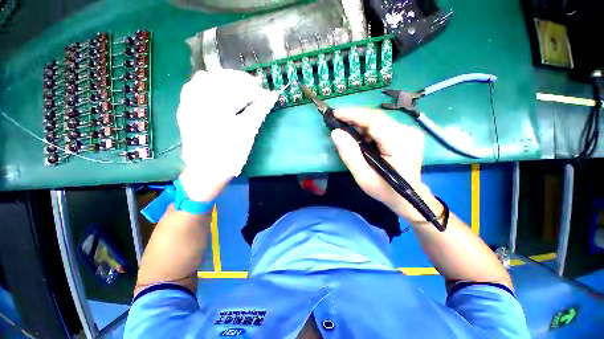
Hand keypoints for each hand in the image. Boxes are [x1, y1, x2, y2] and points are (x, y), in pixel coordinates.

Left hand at [177, 69, 278, 201]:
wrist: (206, 171)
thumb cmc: (231, 153)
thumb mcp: (248, 132)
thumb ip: (260, 110)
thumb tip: (273, 95)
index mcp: (217, 105)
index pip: (239, 87)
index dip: (254, 88)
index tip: (265, 92)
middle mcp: (200, 99)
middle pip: (223, 79)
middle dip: (242, 81)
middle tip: (255, 88)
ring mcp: (189, 103)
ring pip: (207, 78)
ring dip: (225, 80)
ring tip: (238, 87)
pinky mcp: (184, 109)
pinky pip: (192, 87)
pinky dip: (207, 83)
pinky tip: (216, 88)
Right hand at [330, 108, 440, 219]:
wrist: (409, 198)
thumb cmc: (385, 190)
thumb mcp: (363, 177)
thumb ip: (350, 155)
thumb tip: (336, 133)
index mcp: (399, 143)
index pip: (374, 120)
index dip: (353, 114)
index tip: (335, 113)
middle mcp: (407, 132)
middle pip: (377, 118)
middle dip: (355, 117)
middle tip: (337, 121)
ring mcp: (409, 132)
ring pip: (379, 120)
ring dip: (360, 123)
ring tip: (345, 129)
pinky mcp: (406, 134)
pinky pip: (383, 126)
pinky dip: (368, 128)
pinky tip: (359, 135)